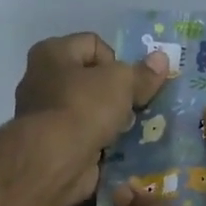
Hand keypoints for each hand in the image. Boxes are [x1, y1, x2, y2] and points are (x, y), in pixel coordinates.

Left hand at [15, 32, 167, 203]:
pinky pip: (87, 137)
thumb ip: (142, 73)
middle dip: (117, 94)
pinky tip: (119, 150)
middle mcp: (43, 80)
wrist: (55, 161)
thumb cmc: (83, 108)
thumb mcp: (121, 83)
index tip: (128, 84)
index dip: (117, 61)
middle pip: (92, 80)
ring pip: (91, 111)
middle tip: (134, 108)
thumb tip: (162, 59)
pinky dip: (102, 143)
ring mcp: (47, 116)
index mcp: (53, 53)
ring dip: (112, 121)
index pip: (94, 44)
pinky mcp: (55, 146)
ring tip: (130, 131)